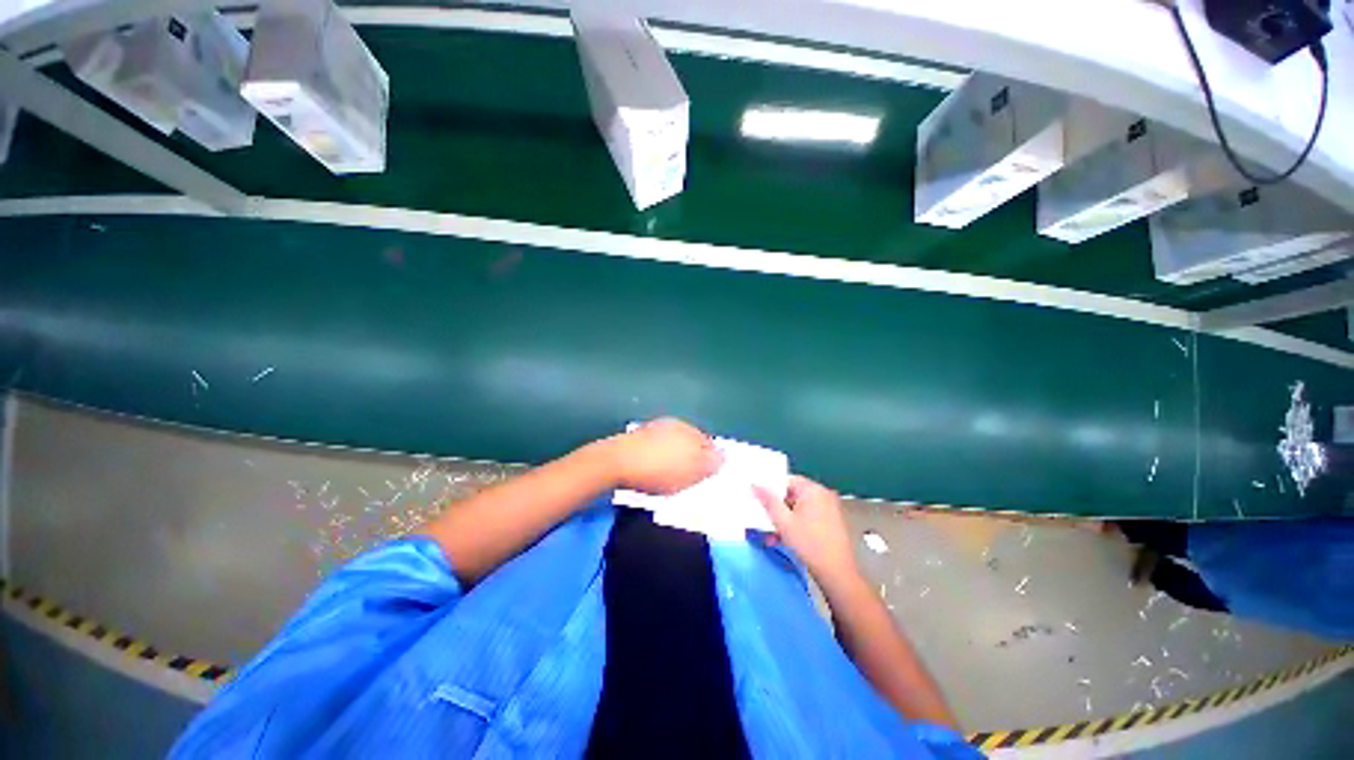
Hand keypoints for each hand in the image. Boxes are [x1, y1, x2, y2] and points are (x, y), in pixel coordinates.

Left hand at [606, 418, 721, 494]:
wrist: (616, 462)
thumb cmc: (658, 470)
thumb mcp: (691, 472)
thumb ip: (711, 463)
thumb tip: (723, 456)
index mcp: (692, 431)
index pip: (711, 445)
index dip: (712, 461)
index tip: (707, 477)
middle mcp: (677, 425)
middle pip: (693, 442)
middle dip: (695, 457)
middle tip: (690, 478)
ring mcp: (657, 428)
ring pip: (675, 443)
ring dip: (677, 456)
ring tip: (671, 475)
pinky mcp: (640, 435)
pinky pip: (658, 446)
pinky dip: (660, 456)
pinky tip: (654, 468)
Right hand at [755, 475, 858, 586]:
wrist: (837, 574)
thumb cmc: (809, 544)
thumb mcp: (783, 522)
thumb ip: (768, 501)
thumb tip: (755, 484)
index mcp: (813, 490)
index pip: (787, 480)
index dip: (772, 489)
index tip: (761, 501)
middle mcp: (824, 495)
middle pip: (793, 494)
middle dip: (778, 508)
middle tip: (766, 520)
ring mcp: (830, 509)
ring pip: (800, 508)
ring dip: (785, 519)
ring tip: (773, 535)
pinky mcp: (832, 522)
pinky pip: (809, 516)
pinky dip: (797, 524)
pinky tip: (787, 539)